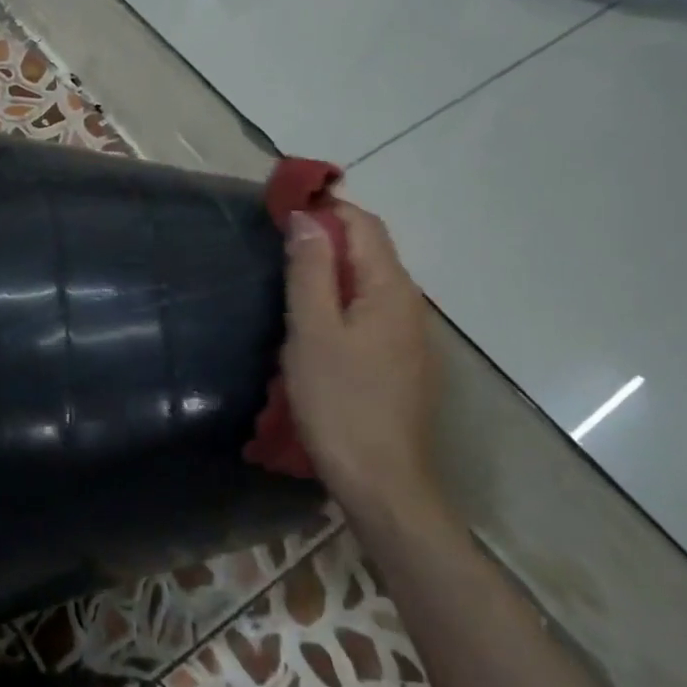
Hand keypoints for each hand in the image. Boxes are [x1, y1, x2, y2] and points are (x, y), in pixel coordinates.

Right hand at [282, 202, 442, 522]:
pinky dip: (342, 296)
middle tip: (277, 241)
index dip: (326, 207)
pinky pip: (371, 309)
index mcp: (390, 289)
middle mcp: (409, 304)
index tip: (282, 207)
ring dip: (332, 266)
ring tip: (288, 275)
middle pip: (370, 250)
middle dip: (327, 235)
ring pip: (370, 281)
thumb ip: (310, 271)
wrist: (381, 479)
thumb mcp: (312, 330)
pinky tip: (315, 318)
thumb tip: (307, 218)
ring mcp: (409, 334)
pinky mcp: (401, 360)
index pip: (363, 225)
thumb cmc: (339, 400)